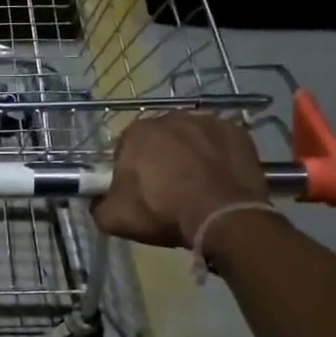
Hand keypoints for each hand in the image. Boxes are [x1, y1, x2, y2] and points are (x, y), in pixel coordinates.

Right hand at [92, 113, 268, 249]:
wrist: (222, 216)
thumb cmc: (163, 212)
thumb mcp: (114, 219)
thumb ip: (98, 205)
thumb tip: (98, 202)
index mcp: (137, 133)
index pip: (125, 148)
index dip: (129, 170)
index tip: (137, 190)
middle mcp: (171, 118)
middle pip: (159, 139)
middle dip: (160, 158)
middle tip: (167, 189)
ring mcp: (207, 122)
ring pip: (191, 138)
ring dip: (189, 154)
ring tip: (196, 185)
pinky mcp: (237, 132)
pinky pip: (220, 143)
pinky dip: (218, 156)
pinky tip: (219, 179)